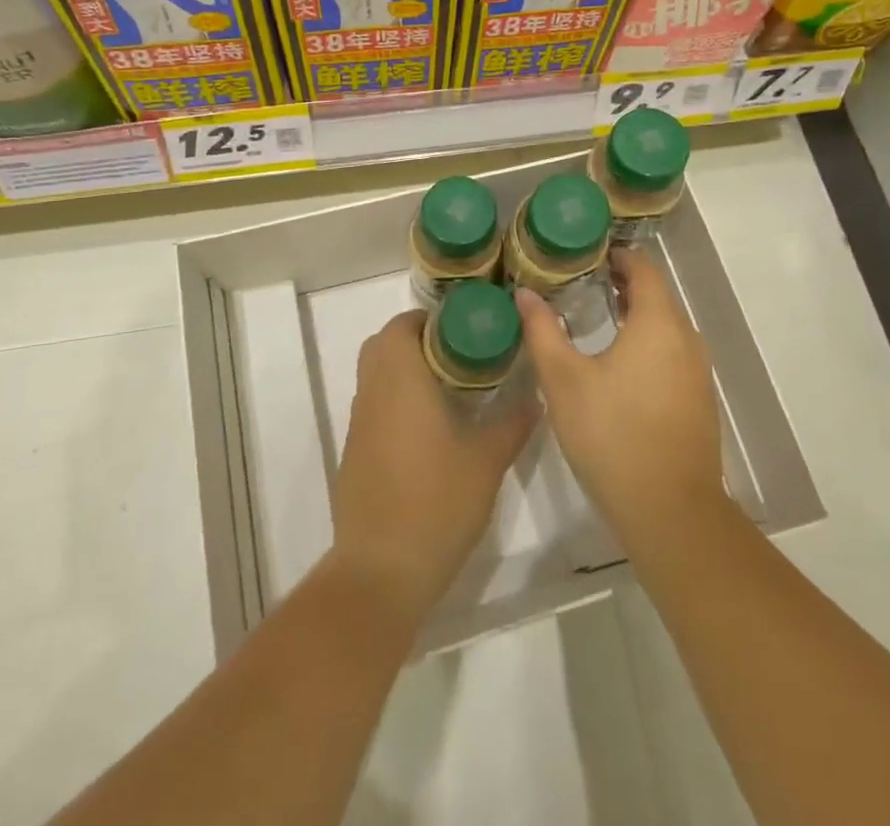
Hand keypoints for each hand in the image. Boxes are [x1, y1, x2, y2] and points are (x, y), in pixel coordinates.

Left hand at [330, 311, 535, 624]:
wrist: (381, 570)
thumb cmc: (436, 501)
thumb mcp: (487, 461)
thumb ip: (512, 423)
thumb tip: (535, 399)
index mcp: (399, 378)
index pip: (403, 325)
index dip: (431, 320)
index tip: (465, 331)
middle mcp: (372, 392)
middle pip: (384, 345)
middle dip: (418, 341)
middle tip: (460, 357)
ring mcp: (358, 425)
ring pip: (376, 377)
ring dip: (405, 372)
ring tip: (450, 391)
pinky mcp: (354, 454)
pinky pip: (374, 408)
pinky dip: (396, 402)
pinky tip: (429, 432)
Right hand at [517, 250, 727, 546]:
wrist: (670, 511)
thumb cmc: (612, 434)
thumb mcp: (564, 380)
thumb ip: (543, 331)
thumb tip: (525, 293)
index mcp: (658, 322)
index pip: (643, 268)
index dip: (617, 255)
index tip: (586, 255)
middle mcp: (686, 338)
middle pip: (657, 294)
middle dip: (623, 283)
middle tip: (583, 282)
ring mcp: (697, 371)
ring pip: (667, 325)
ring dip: (636, 313)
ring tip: (597, 316)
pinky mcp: (698, 399)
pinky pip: (673, 351)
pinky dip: (649, 341)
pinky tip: (620, 362)